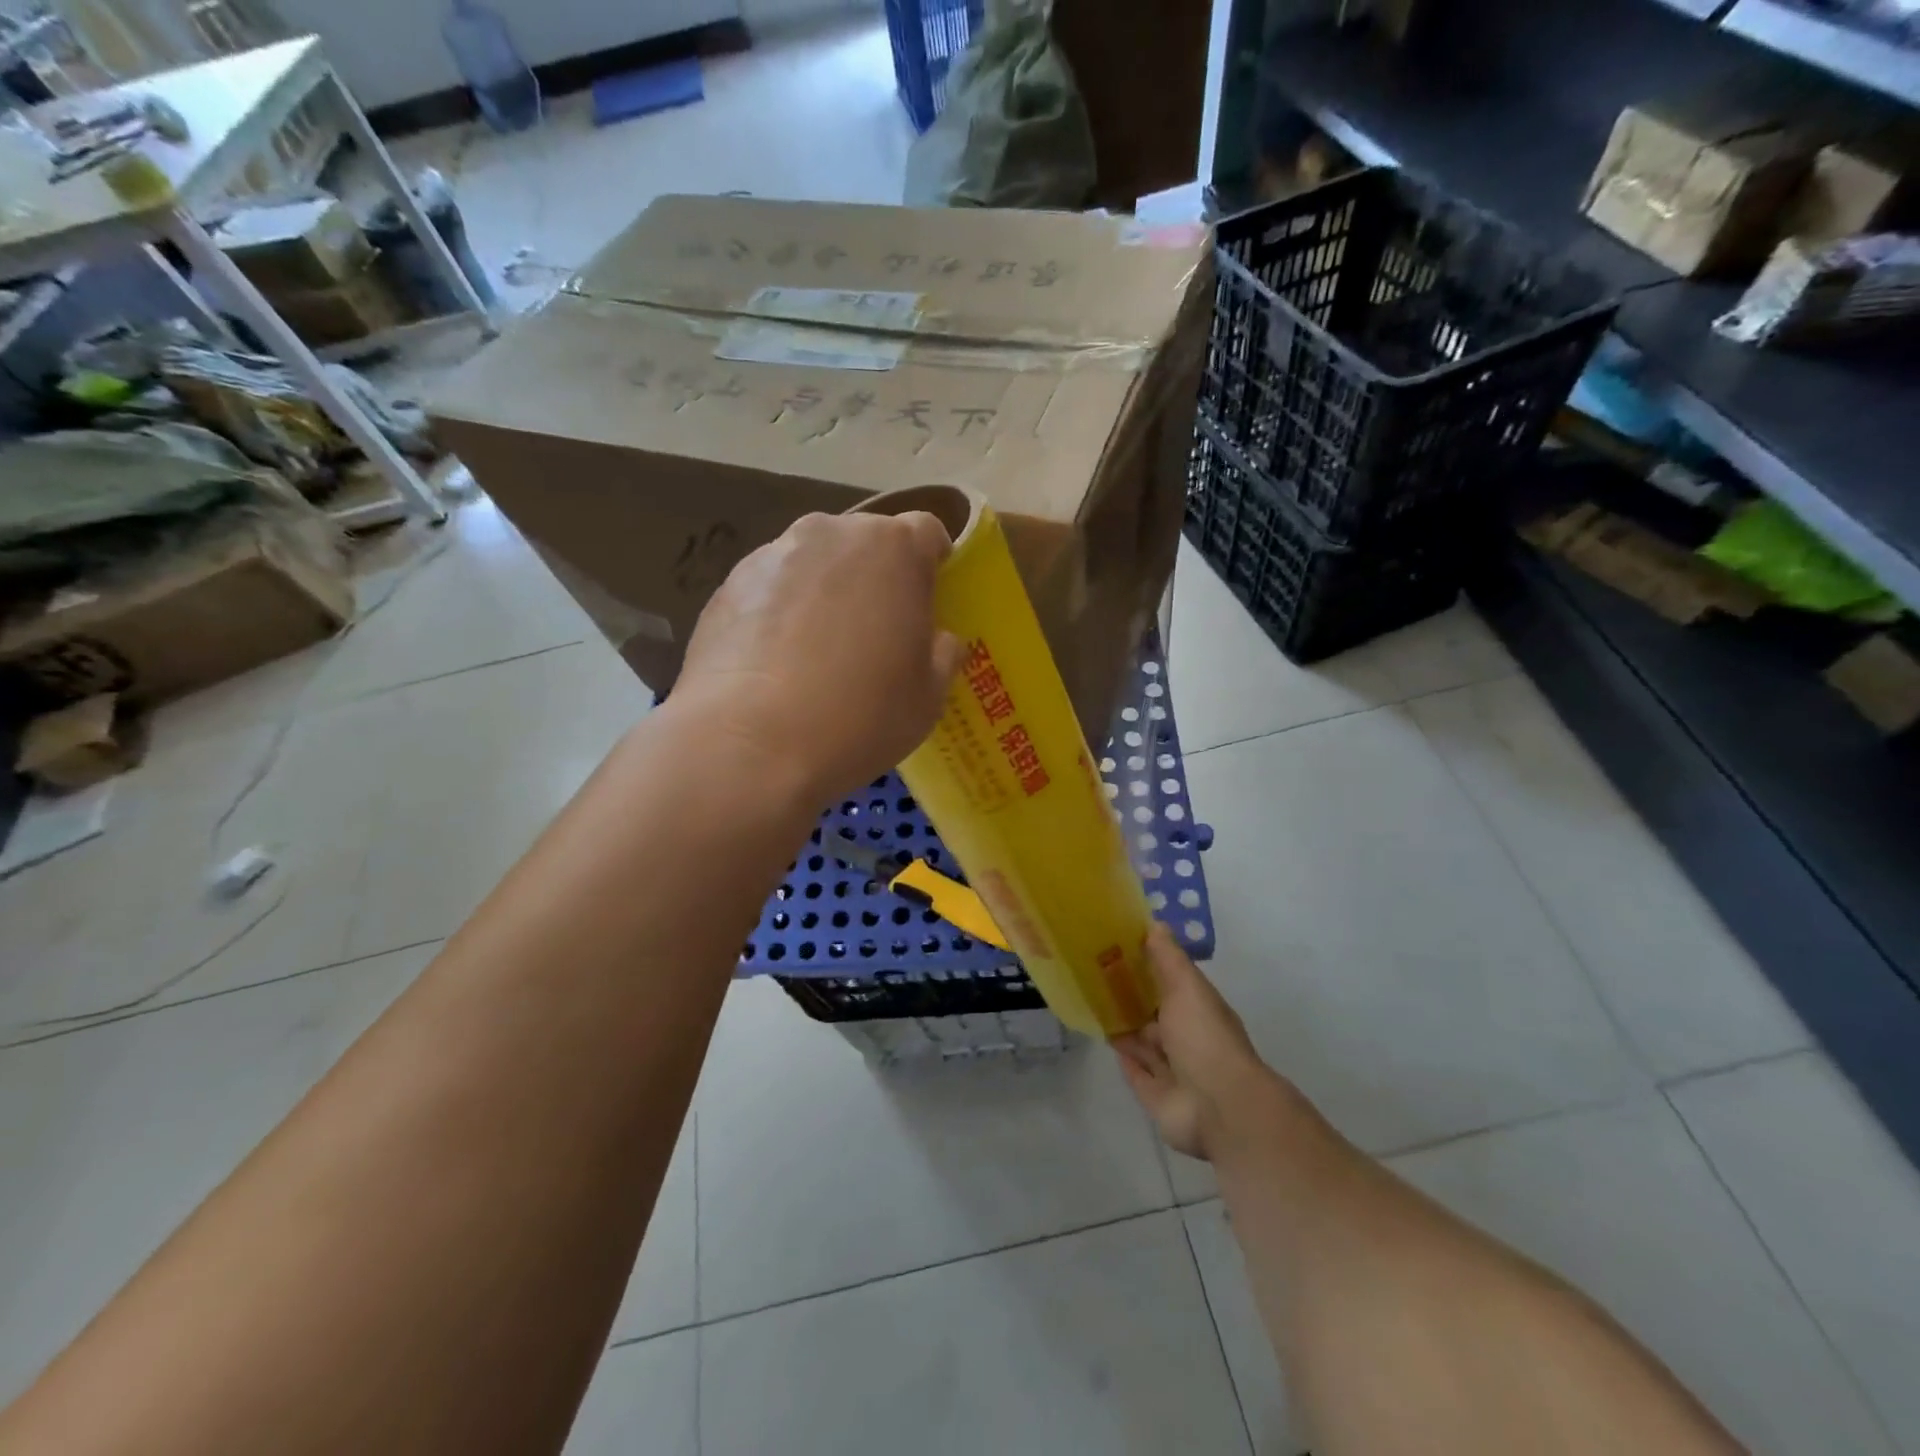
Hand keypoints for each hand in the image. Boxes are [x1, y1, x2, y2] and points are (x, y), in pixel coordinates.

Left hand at [675, 511, 963, 805]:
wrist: (750, 743)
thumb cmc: (859, 715)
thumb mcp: (929, 695)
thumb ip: (942, 652)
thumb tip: (938, 638)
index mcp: (893, 547)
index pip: (927, 532)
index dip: (932, 566)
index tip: (928, 604)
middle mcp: (831, 533)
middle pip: (866, 543)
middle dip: (876, 578)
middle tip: (876, 635)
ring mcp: (772, 555)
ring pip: (815, 565)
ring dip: (825, 593)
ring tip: (818, 655)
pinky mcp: (727, 585)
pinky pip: (771, 590)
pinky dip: (780, 614)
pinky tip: (776, 665)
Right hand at [1113, 926, 1295, 1161]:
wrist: (1219, 1106)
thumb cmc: (1203, 1037)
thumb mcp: (1186, 986)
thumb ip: (1167, 957)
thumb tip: (1155, 922)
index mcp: (1198, 1010)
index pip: (1171, 984)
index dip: (1147, 967)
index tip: (1117, 948)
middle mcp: (1187, 1038)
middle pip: (1155, 1015)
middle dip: (1132, 999)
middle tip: (1095, 976)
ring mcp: (1173, 1071)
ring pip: (1144, 1044)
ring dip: (1125, 1028)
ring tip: (1093, 1004)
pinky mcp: (1156, 1097)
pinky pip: (1135, 1074)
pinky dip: (1123, 1058)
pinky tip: (1105, 1040)